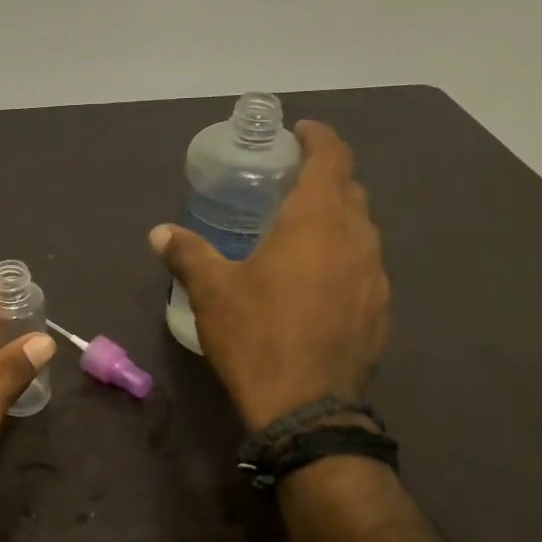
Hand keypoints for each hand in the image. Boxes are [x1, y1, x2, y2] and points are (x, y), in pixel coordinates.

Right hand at [151, 120, 389, 430]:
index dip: (318, 137)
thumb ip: (187, 253)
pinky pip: (365, 267)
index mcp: (317, 220)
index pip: (332, 156)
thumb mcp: (212, 291)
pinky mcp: (381, 309)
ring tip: (300, 233)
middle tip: (288, 185)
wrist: (306, 408)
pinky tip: (316, 284)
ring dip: (335, 221)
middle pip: (350, 190)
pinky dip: (343, 259)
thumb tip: (159, 232)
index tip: (299, 133)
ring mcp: (376, 275)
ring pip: (361, 230)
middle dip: (323, 178)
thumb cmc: (256, 335)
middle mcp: (357, 238)